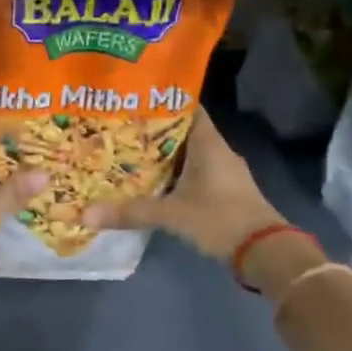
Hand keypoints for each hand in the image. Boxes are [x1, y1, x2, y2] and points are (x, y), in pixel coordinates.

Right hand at [82, 107, 284, 260]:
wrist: (266, 251)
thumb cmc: (220, 218)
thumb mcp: (172, 214)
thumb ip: (131, 212)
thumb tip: (86, 214)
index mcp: (209, 144)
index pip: (188, 108)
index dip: (163, 102)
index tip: (134, 99)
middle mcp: (219, 151)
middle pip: (184, 131)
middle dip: (155, 131)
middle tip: (122, 128)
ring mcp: (226, 173)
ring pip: (190, 154)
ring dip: (166, 154)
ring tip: (131, 153)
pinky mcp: (227, 192)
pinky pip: (197, 173)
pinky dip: (177, 174)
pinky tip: (156, 182)